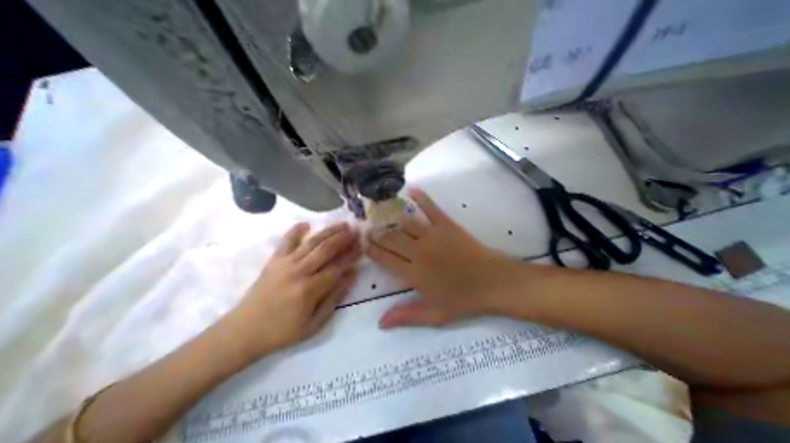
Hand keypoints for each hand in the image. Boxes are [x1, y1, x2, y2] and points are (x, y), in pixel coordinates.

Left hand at [222, 221, 358, 355]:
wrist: (243, 331)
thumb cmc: (282, 331)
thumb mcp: (314, 323)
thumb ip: (334, 298)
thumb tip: (351, 275)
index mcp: (309, 290)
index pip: (337, 267)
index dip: (351, 256)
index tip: (362, 247)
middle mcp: (298, 272)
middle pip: (325, 250)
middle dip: (343, 239)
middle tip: (356, 231)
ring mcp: (285, 263)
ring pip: (311, 242)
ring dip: (328, 232)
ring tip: (342, 224)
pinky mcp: (274, 260)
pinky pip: (286, 241)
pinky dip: (295, 231)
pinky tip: (306, 223)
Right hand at [367, 187, 522, 328]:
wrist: (493, 282)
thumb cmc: (463, 300)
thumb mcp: (434, 315)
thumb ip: (406, 316)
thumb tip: (380, 323)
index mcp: (414, 273)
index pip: (385, 259)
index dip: (372, 251)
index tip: (363, 245)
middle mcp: (418, 252)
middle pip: (391, 239)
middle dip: (377, 234)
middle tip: (367, 229)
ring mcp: (432, 236)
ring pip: (405, 224)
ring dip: (391, 219)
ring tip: (380, 215)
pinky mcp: (447, 225)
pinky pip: (431, 209)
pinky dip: (422, 199)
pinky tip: (412, 190)